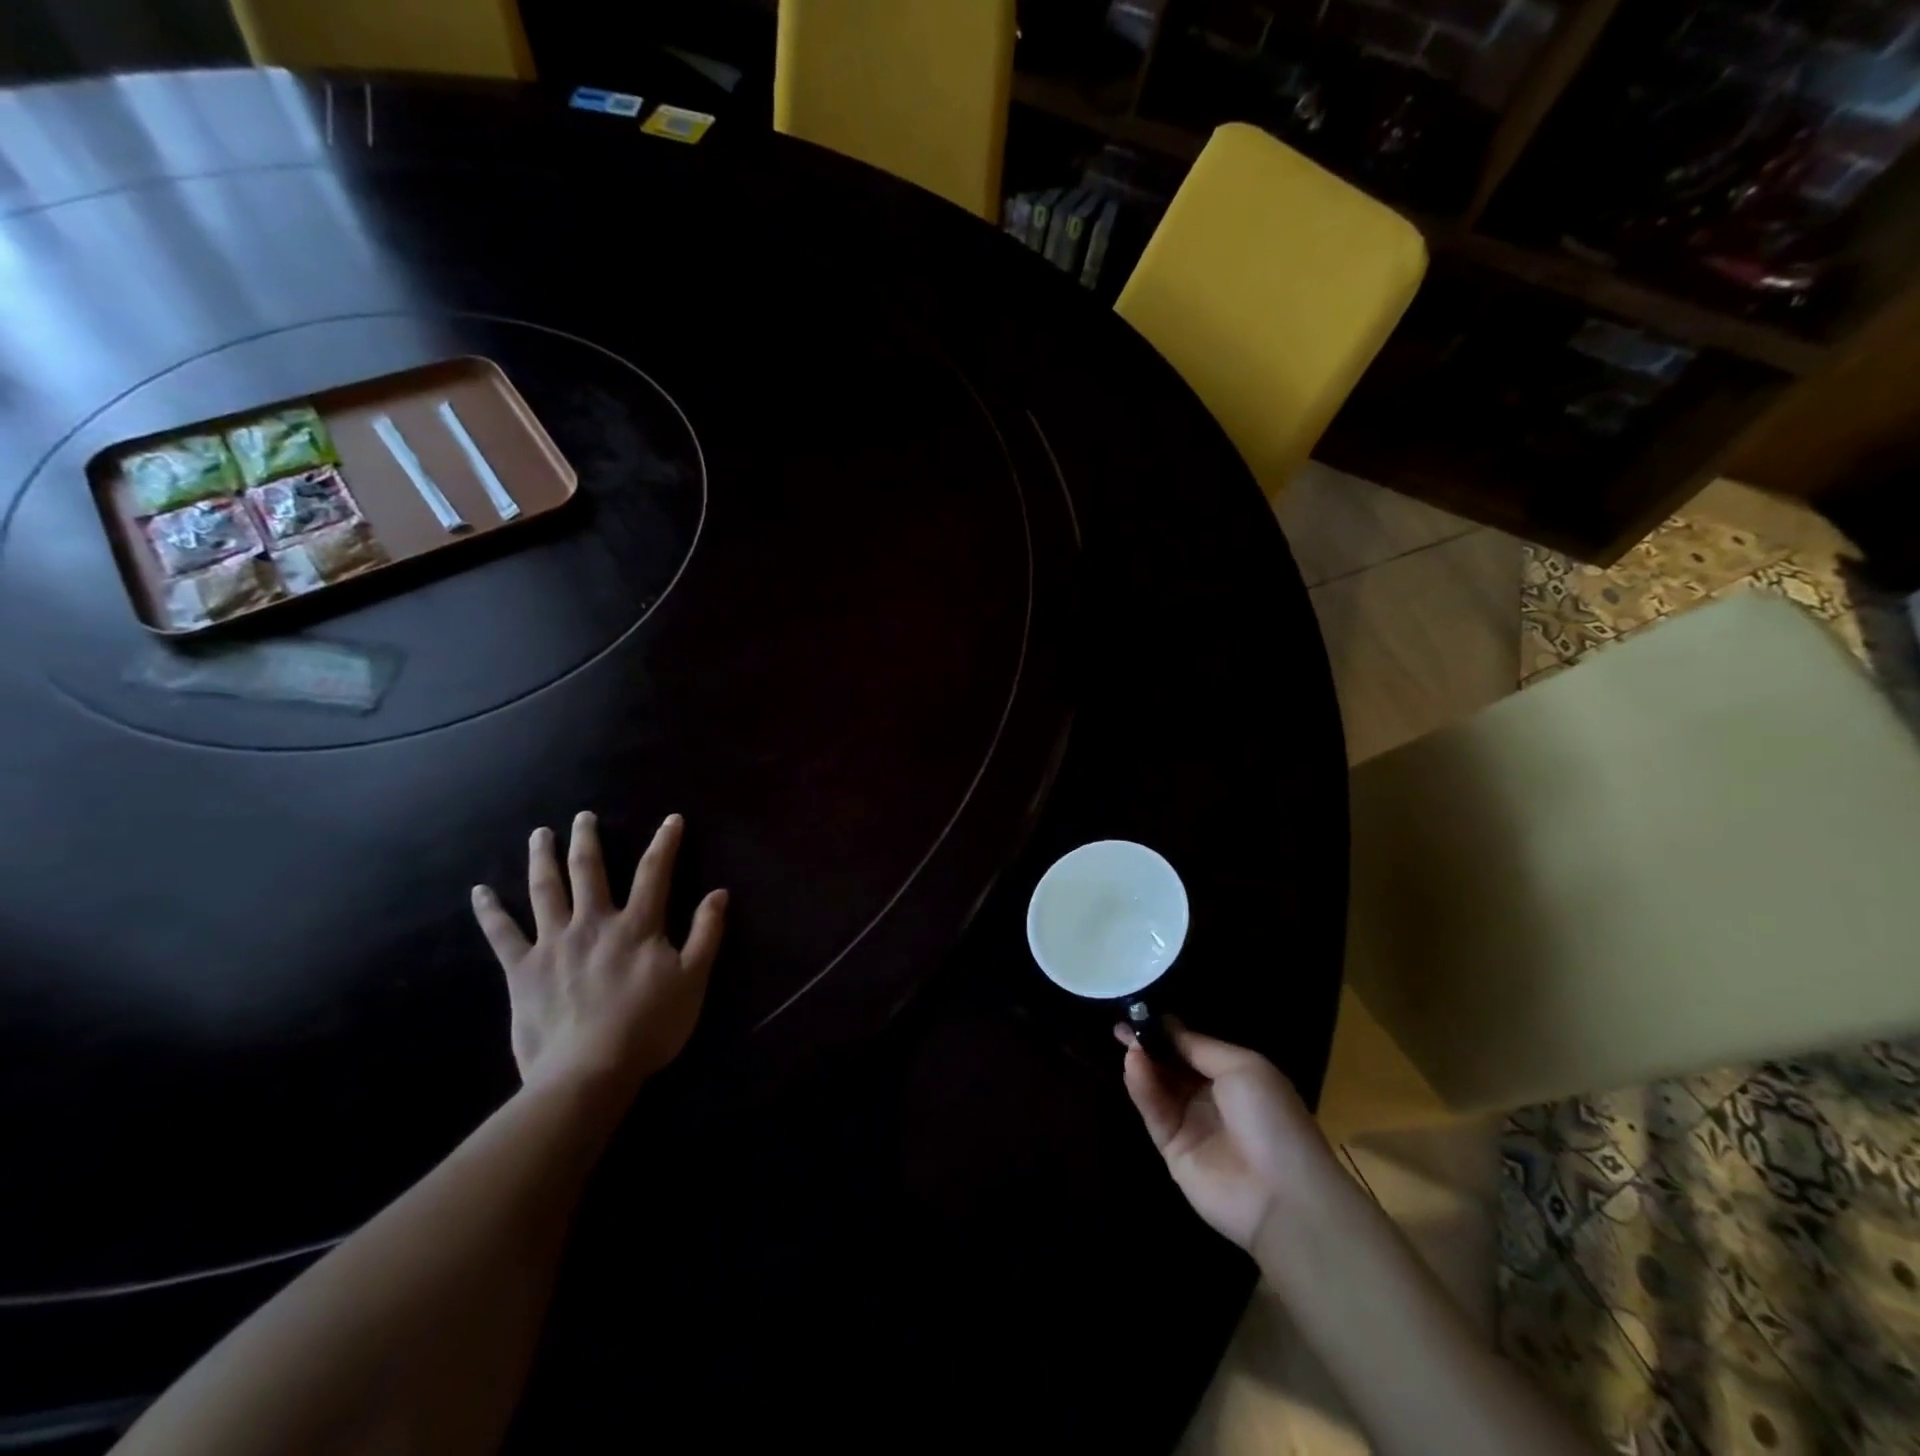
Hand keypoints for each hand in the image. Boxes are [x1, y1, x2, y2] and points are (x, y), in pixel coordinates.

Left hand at [472, 812, 726, 1102]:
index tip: (671, 819)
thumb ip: (706, 933)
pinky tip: (480, 892)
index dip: (665, 843)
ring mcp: (554, 943)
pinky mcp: (523, 970)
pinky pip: (502, 935)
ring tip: (539, 834)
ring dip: (542, 858)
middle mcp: (593, 923)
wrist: (589, 1070)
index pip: (654, 872)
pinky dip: (490, 912)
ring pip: (546, 890)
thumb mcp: (693, 979)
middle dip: (588, 839)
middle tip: (583, 816)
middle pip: (589, 870)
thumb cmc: (649, 1025)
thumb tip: (720, 893)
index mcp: (637, 925)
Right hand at [1116, 1021, 1342, 1251]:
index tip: (1140, 1010)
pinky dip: (1142, 1088)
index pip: (1191, 1047)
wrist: (1283, 1195)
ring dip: (1144, 1062)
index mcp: (1233, 1075)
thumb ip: (1198, 1046)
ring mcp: (1190, 1123)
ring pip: (1158, 1086)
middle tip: (1122, 1024)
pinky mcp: (1171, 1149)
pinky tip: (1133, 1065)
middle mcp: (1209, 1097)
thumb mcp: (1242, 1067)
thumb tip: (1165, 1024)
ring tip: (1127, 1043)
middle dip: (1149, 1044)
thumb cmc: (1271, 1118)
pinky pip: (1154, 1112)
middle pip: (1171, 1065)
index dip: (1167, 1030)